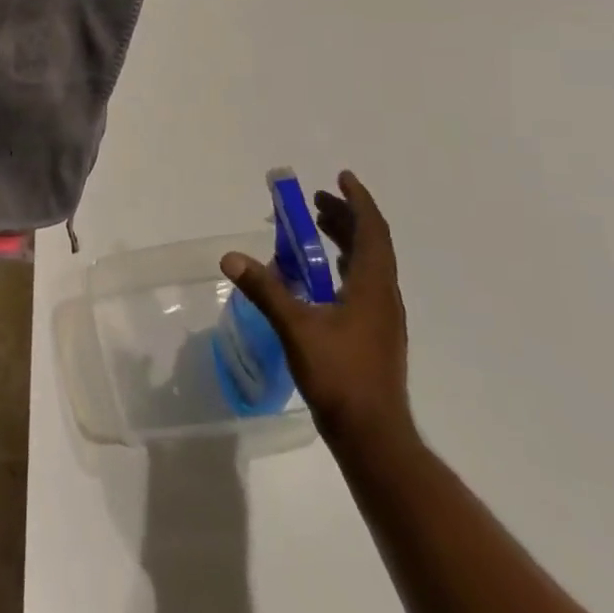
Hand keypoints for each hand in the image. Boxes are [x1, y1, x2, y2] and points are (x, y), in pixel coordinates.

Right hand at [221, 171, 412, 453]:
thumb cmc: (340, 376)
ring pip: (366, 266)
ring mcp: (381, 318)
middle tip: (316, 201)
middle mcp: (383, 296)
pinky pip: (360, 285)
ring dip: (343, 242)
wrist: (373, 435)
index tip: (341, 177)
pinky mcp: (373, 335)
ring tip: (314, 230)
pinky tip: (317, 279)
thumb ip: (265, 289)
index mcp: (373, 287)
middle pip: (370, 244)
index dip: (358, 201)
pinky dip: (340, 267)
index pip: (372, 231)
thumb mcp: (296, 327)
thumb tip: (230, 257)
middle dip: (344, 217)